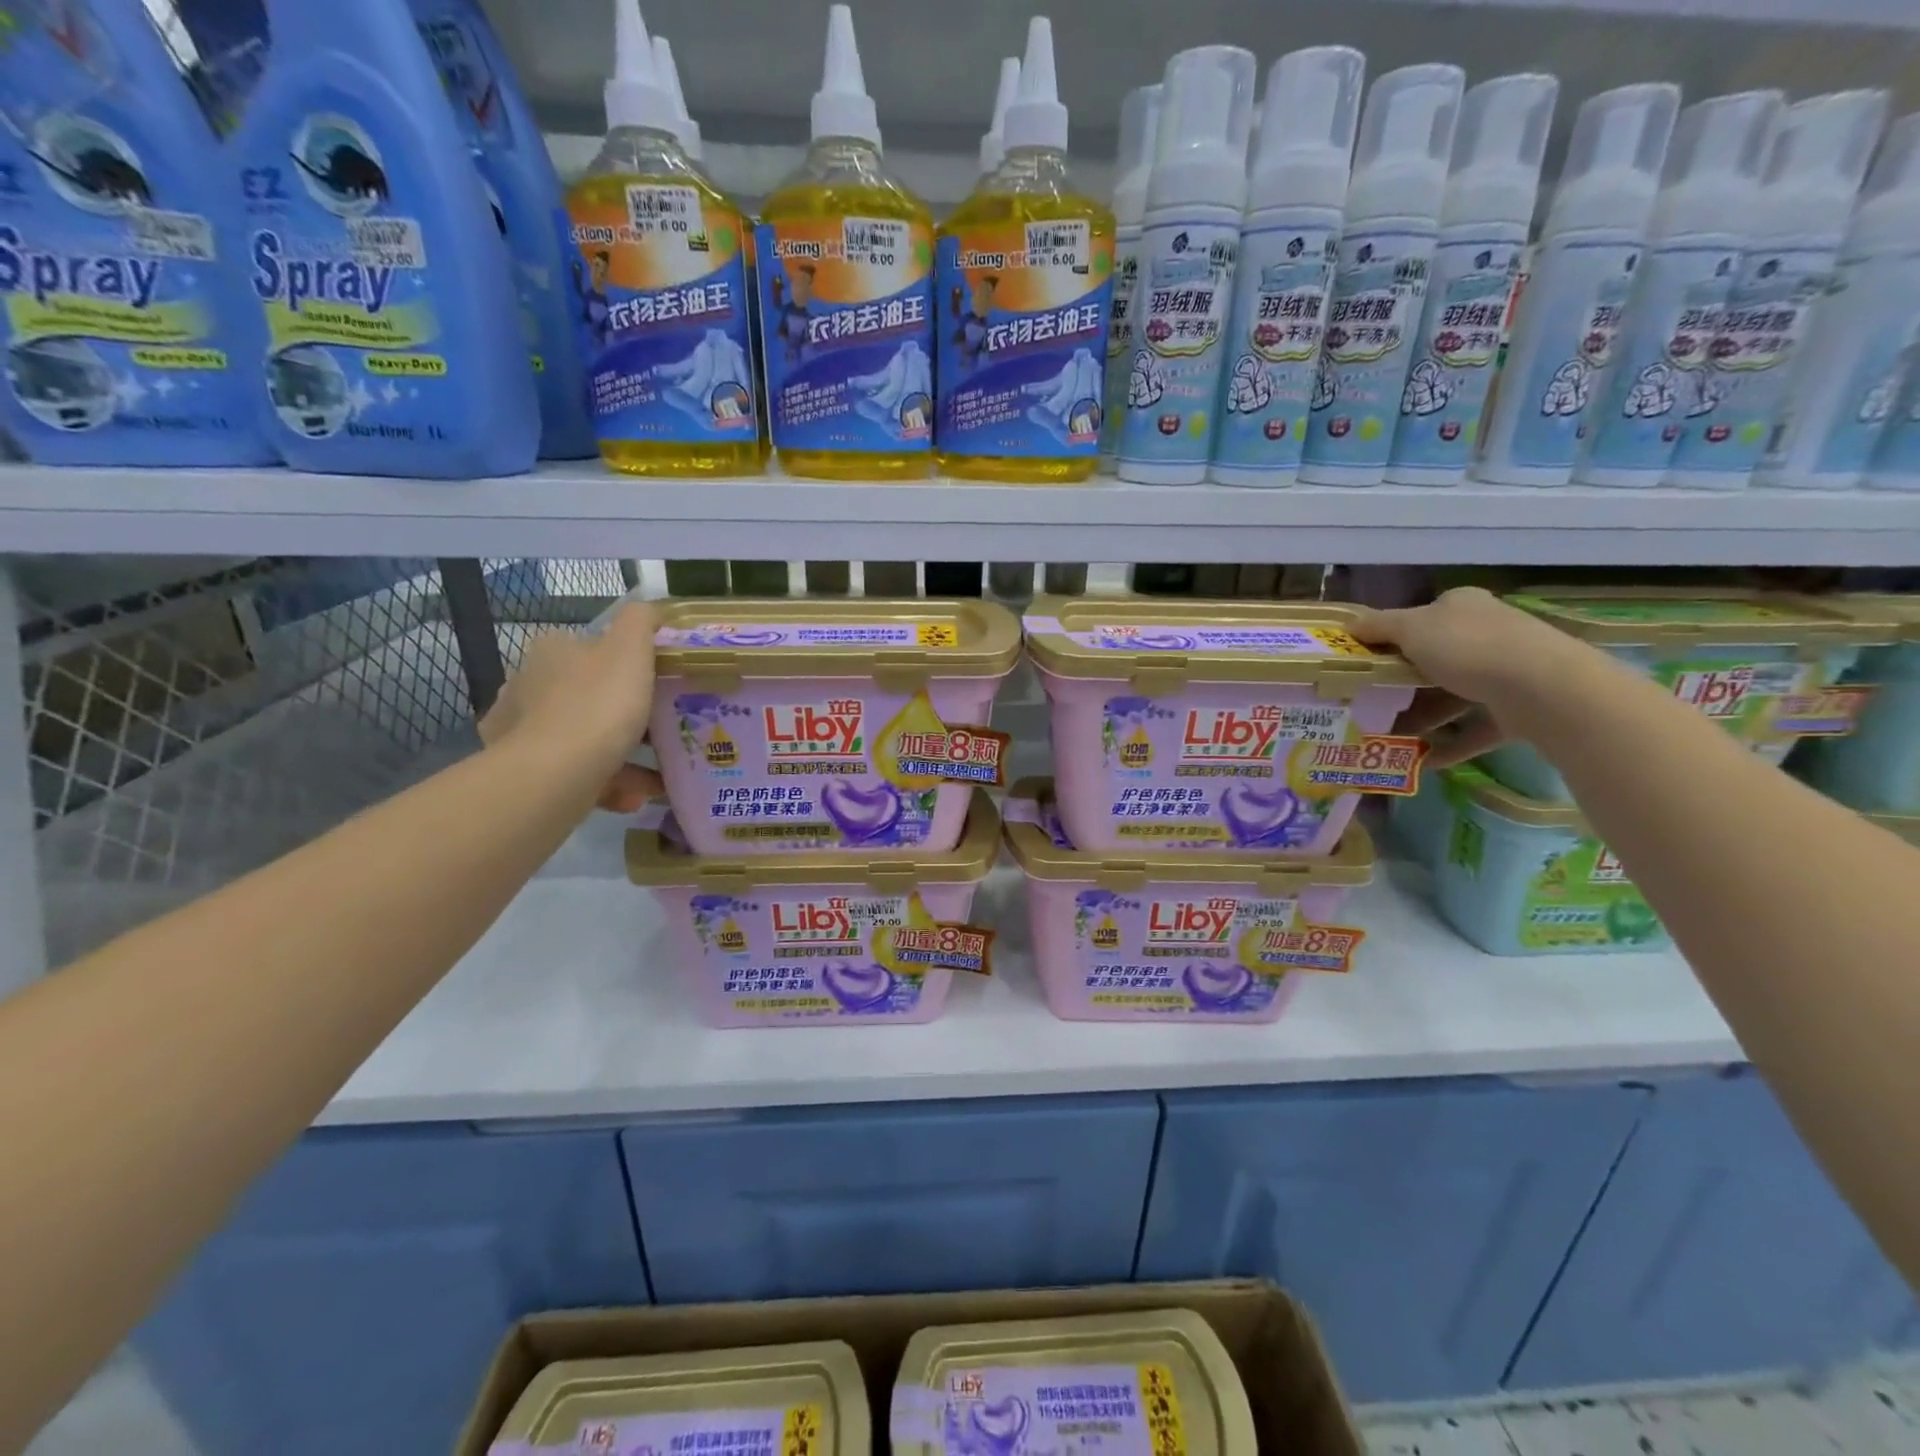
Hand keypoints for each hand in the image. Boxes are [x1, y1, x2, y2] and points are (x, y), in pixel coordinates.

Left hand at [478, 601, 664, 811]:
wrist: (554, 774)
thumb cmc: (598, 705)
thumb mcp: (631, 650)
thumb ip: (640, 622)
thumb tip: (649, 608)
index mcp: (551, 651)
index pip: (592, 649)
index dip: (627, 666)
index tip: (655, 687)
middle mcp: (527, 685)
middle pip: (589, 696)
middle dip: (625, 717)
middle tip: (661, 734)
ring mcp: (519, 730)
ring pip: (583, 738)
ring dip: (621, 757)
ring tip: (655, 777)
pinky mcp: (522, 771)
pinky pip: (575, 773)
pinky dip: (605, 783)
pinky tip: (631, 796)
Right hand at [1351, 588, 1575, 767]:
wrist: (1543, 688)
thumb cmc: (1468, 648)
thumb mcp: (1411, 628)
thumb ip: (1377, 626)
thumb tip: (1349, 624)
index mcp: (1462, 607)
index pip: (1421, 618)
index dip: (1391, 638)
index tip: (1365, 662)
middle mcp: (1488, 632)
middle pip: (1435, 658)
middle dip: (1403, 683)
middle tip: (1371, 702)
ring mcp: (1507, 671)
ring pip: (1454, 695)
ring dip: (1423, 716)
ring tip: (1391, 736)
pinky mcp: (1519, 708)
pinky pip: (1476, 727)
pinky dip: (1452, 744)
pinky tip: (1424, 761)